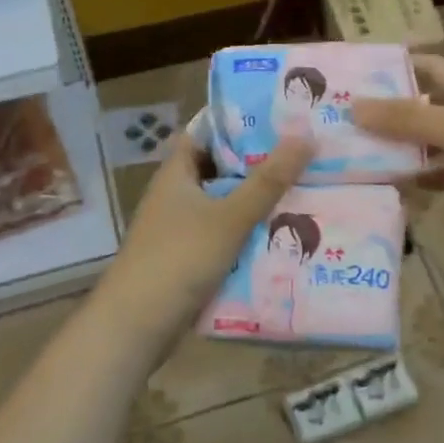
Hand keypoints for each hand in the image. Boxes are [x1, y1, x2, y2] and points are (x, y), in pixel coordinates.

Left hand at [89, 132, 312, 356]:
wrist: (137, 325)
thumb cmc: (179, 258)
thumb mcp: (230, 217)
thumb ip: (268, 180)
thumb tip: (305, 136)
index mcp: (176, 174)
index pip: (206, 132)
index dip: (238, 122)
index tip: (279, 117)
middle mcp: (176, 195)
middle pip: (220, 169)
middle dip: (257, 164)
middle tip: (303, 155)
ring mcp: (180, 228)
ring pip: (224, 204)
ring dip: (256, 201)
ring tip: (304, 190)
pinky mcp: (187, 258)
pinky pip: (223, 235)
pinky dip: (247, 233)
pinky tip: (282, 235)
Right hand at [355, 55, 443, 237]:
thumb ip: (406, 119)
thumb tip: (353, 106)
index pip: (426, 67)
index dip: (394, 70)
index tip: (356, 80)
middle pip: (427, 107)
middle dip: (392, 117)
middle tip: (347, 129)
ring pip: (438, 144)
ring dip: (409, 152)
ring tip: (363, 162)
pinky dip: (433, 179)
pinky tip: (404, 189)